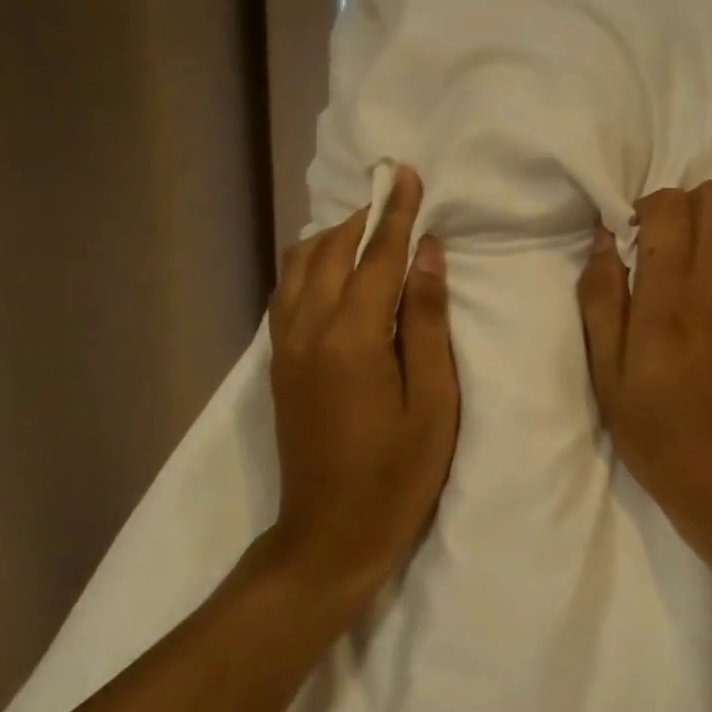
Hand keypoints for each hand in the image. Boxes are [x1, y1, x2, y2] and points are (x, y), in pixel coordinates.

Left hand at [267, 166, 458, 599]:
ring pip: (299, 269)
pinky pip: (287, 294)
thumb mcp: (433, 403)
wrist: (330, 536)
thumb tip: (427, 257)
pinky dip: (309, 267)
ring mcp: (285, 348)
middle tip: (394, 195)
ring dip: (332, 239)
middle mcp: (308, 331)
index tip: (407, 174)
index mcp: (352, 339)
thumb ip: (427, 323)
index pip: (377, 258)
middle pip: (331, 253)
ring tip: (366, 229)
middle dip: (363, 218)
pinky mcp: (278, 366)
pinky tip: (331, 270)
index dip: (396, 214)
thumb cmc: (397, 475)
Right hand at [578, 181, 711, 543]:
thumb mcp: (606, 372)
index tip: (631, 236)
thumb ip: (601, 299)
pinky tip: (709, 312)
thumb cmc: (653, 430)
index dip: (647, 206)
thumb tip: (603, 239)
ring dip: (710, 230)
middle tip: (661, 244)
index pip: (671, 207)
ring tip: (685, 270)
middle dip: (685, 206)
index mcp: (669, 302)